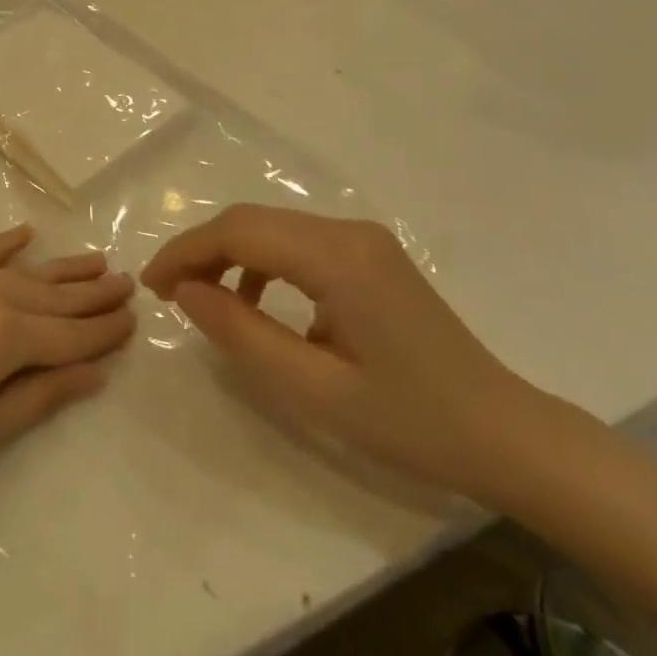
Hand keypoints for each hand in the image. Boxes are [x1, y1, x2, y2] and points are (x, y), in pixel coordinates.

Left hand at [0, 227, 135, 533]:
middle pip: (51, 297)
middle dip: (92, 295)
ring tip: (97, 261)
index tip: (135, 321)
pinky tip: (25, 235)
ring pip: (20, 271)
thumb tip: (96, 372)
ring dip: (60, 268)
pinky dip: (2, 244)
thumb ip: (40, 396)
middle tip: (128, 284)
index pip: (69, 335)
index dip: (104, 332)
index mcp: (2, 337)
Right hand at [142, 204, 542, 501]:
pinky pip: (299, 244)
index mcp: (339, 257)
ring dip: (229, 255)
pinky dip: (262, 264)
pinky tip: (256, 304)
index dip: (186, 252)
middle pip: (253, 221)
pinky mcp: (370, 255)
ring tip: (202, 300)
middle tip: (168, 294)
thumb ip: (243, 335)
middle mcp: (349, 231)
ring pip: (273, 228)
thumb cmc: (412, 422)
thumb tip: (187, 293)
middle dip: (201, 250)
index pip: (240, 231)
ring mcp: (363, 240)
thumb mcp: (315, 390)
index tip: (151, 287)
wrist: (505, 434)